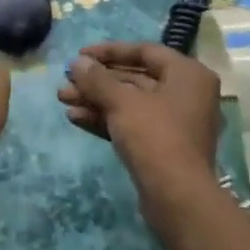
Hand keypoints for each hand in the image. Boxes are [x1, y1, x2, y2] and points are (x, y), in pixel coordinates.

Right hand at [58, 42, 223, 221]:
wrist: (177, 199)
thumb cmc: (155, 136)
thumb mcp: (122, 102)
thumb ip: (97, 79)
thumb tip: (77, 62)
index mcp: (187, 74)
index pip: (144, 51)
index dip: (109, 51)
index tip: (80, 55)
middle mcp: (186, 94)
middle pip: (135, 78)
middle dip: (98, 81)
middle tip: (66, 80)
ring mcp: (176, 123)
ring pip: (130, 103)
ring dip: (96, 100)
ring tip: (62, 99)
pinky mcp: (163, 147)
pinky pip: (132, 124)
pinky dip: (106, 119)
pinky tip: (75, 118)